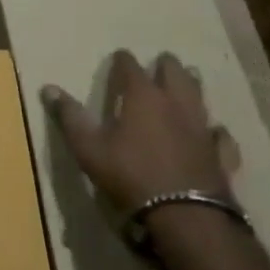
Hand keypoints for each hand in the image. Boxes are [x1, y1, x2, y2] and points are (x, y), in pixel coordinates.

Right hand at [44, 51, 238, 213]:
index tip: (120, 55)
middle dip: (167, 65)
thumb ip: (70, 116)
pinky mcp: (219, 155)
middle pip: (175, 75)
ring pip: (200, 98)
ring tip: (191, 77)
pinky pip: (220, 136)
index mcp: (143, 98)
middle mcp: (176, 105)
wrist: (185, 215)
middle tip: (162, 60)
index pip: (131, 68)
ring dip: (193, 85)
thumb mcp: (88, 147)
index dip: (124, 60)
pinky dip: (216, 130)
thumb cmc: (129, 174)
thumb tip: (49, 88)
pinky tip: (215, 130)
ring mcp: (201, 129)